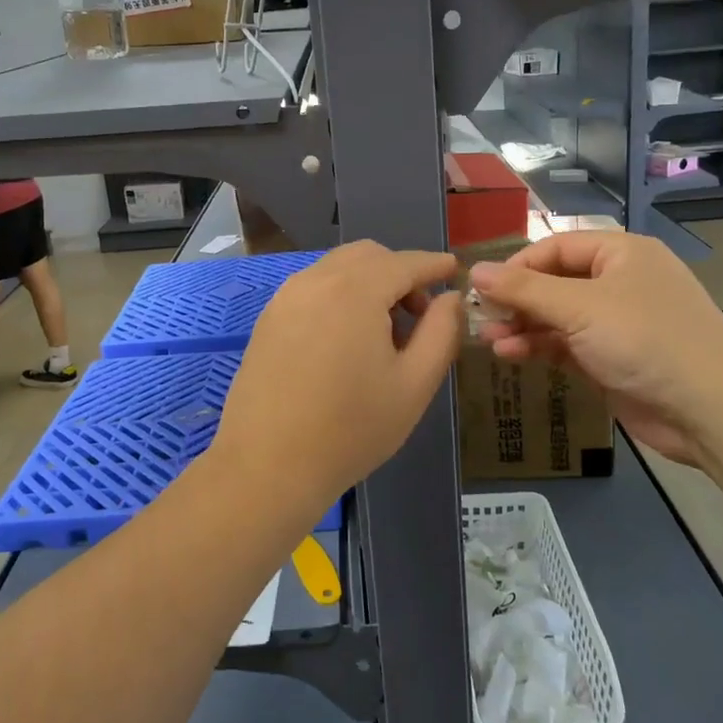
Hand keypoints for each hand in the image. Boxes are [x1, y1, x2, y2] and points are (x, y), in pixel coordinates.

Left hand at [210, 242, 463, 518]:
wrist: (268, 466)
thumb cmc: (351, 429)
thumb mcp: (414, 384)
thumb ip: (441, 333)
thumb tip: (452, 298)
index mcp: (355, 289)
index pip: (405, 262)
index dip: (434, 265)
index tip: (455, 270)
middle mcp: (316, 280)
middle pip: (369, 256)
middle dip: (401, 273)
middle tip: (421, 314)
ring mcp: (286, 297)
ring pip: (338, 269)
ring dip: (369, 283)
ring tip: (385, 332)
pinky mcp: (268, 318)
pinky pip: (314, 288)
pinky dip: (340, 295)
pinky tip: (348, 339)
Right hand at [469, 232, 722, 471]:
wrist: (709, 408)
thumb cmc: (644, 339)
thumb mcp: (578, 307)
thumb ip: (524, 289)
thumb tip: (475, 271)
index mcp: (621, 253)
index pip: (556, 246)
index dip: (518, 264)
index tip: (483, 287)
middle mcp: (619, 282)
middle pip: (555, 281)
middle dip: (517, 299)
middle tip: (480, 316)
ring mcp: (617, 322)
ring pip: (558, 316)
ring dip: (523, 326)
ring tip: (490, 339)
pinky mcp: (613, 358)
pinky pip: (567, 344)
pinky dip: (540, 347)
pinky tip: (511, 355)